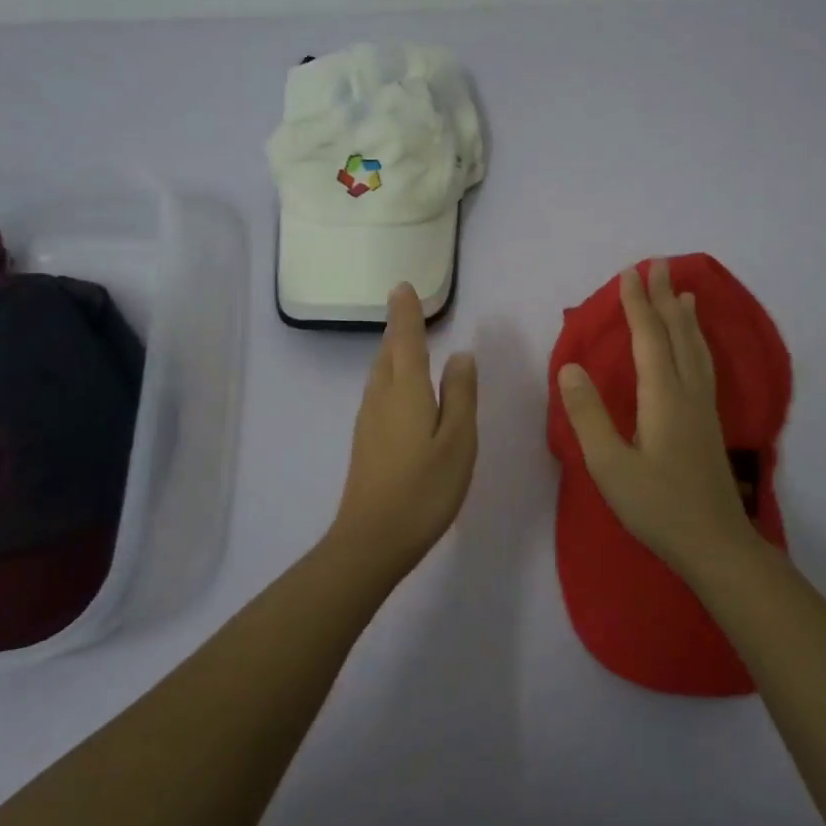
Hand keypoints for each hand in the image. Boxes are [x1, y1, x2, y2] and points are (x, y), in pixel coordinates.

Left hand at [327, 283, 478, 573]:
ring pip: (380, 374)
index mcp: (405, 390)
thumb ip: (460, 395)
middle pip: (388, 353)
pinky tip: (403, 392)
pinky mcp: (365, 441)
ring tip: (408, 344)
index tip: (402, 286)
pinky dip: (391, 378)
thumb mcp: (457, 441)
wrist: (373, 539)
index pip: (405, 339)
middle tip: (408, 311)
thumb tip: (460, 355)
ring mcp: (368, 420)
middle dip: (397, 329)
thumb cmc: (424, 489)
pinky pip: (379, 393)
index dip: (405, 312)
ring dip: (393, 353)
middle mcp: (381, 397)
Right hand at [556, 260, 756, 572]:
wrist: (714, 545)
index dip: (637, 305)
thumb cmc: (657, 507)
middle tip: (658, 265)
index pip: (649, 339)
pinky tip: (696, 348)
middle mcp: (688, 393)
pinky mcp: (709, 424)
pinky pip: (704, 365)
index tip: (629, 273)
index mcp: (663, 398)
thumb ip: (588, 416)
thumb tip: (570, 368)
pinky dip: (697, 343)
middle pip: (678, 335)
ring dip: (686, 317)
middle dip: (665, 298)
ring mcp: (704, 408)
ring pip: (697, 349)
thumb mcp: (609, 466)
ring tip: (685, 293)